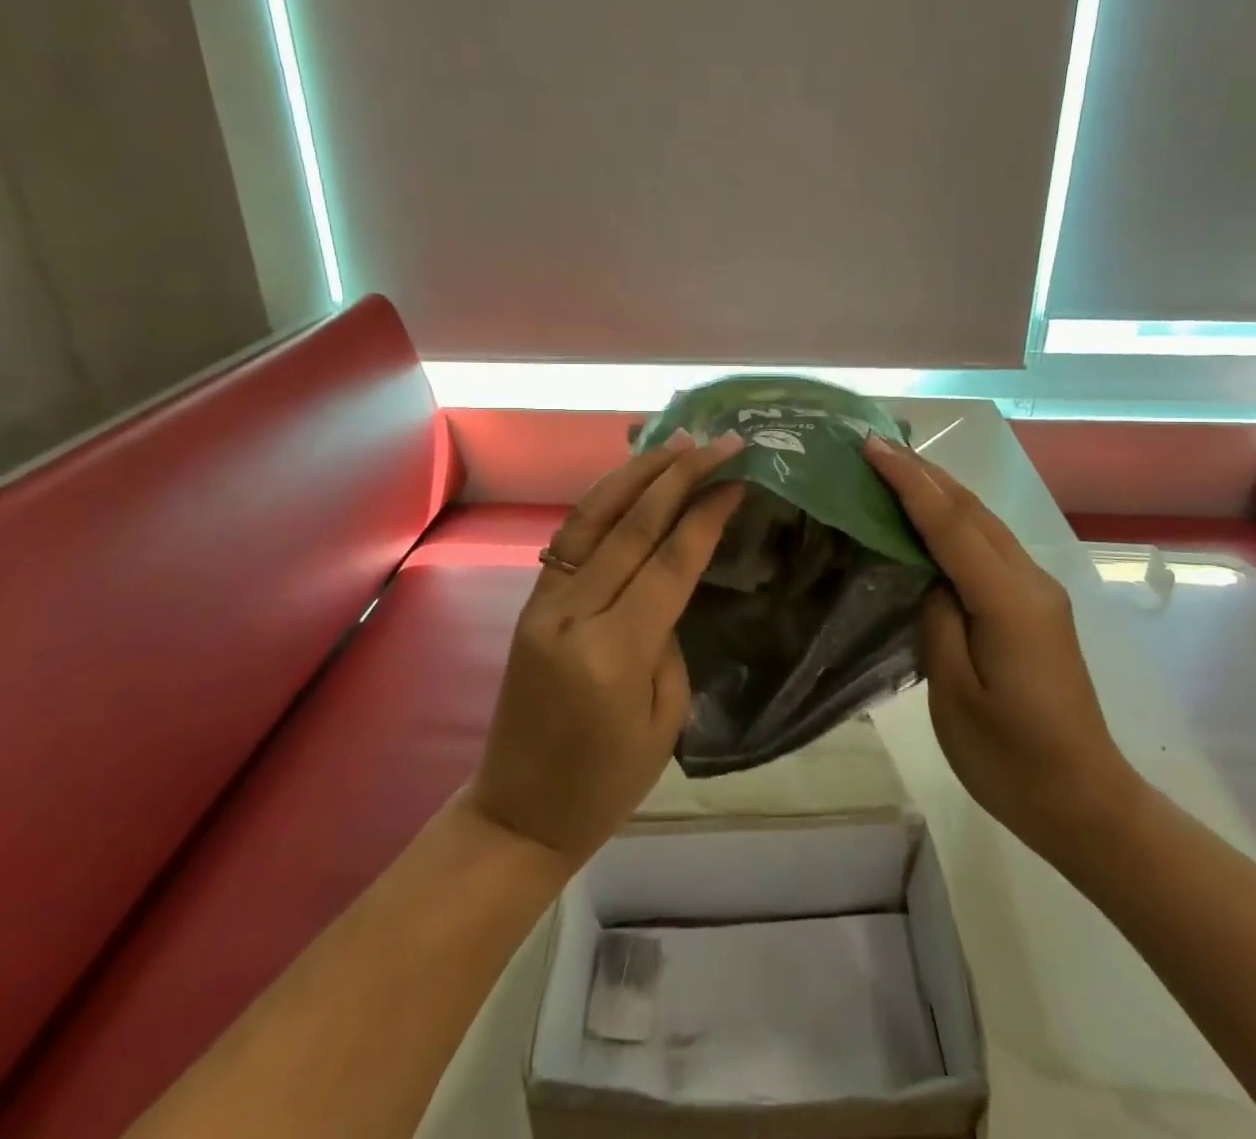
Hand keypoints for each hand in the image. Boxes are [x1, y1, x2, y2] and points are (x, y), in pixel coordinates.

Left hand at [469, 430, 746, 870]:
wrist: (519, 813)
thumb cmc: (607, 782)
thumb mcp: (665, 717)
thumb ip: (669, 639)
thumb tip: (666, 584)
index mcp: (615, 652)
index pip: (669, 561)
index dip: (706, 515)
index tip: (737, 479)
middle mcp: (574, 614)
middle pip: (632, 526)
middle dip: (679, 476)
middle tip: (717, 442)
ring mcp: (545, 604)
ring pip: (593, 518)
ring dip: (636, 474)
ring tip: (673, 442)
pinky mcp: (532, 603)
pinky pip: (571, 539)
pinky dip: (604, 501)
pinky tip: (630, 482)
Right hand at [862, 437, 1143, 861]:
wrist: (1084, 801)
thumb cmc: (1011, 759)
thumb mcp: (956, 694)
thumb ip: (938, 620)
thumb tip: (932, 578)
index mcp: (1009, 601)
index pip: (951, 523)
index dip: (909, 481)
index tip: (872, 446)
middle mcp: (1030, 582)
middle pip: (973, 511)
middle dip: (924, 473)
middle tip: (875, 446)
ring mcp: (1038, 592)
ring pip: (984, 523)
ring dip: (940, 492)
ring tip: (895, 470)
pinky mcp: (1035, 607)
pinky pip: (989, 548)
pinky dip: (955, 522)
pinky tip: (930, 522)